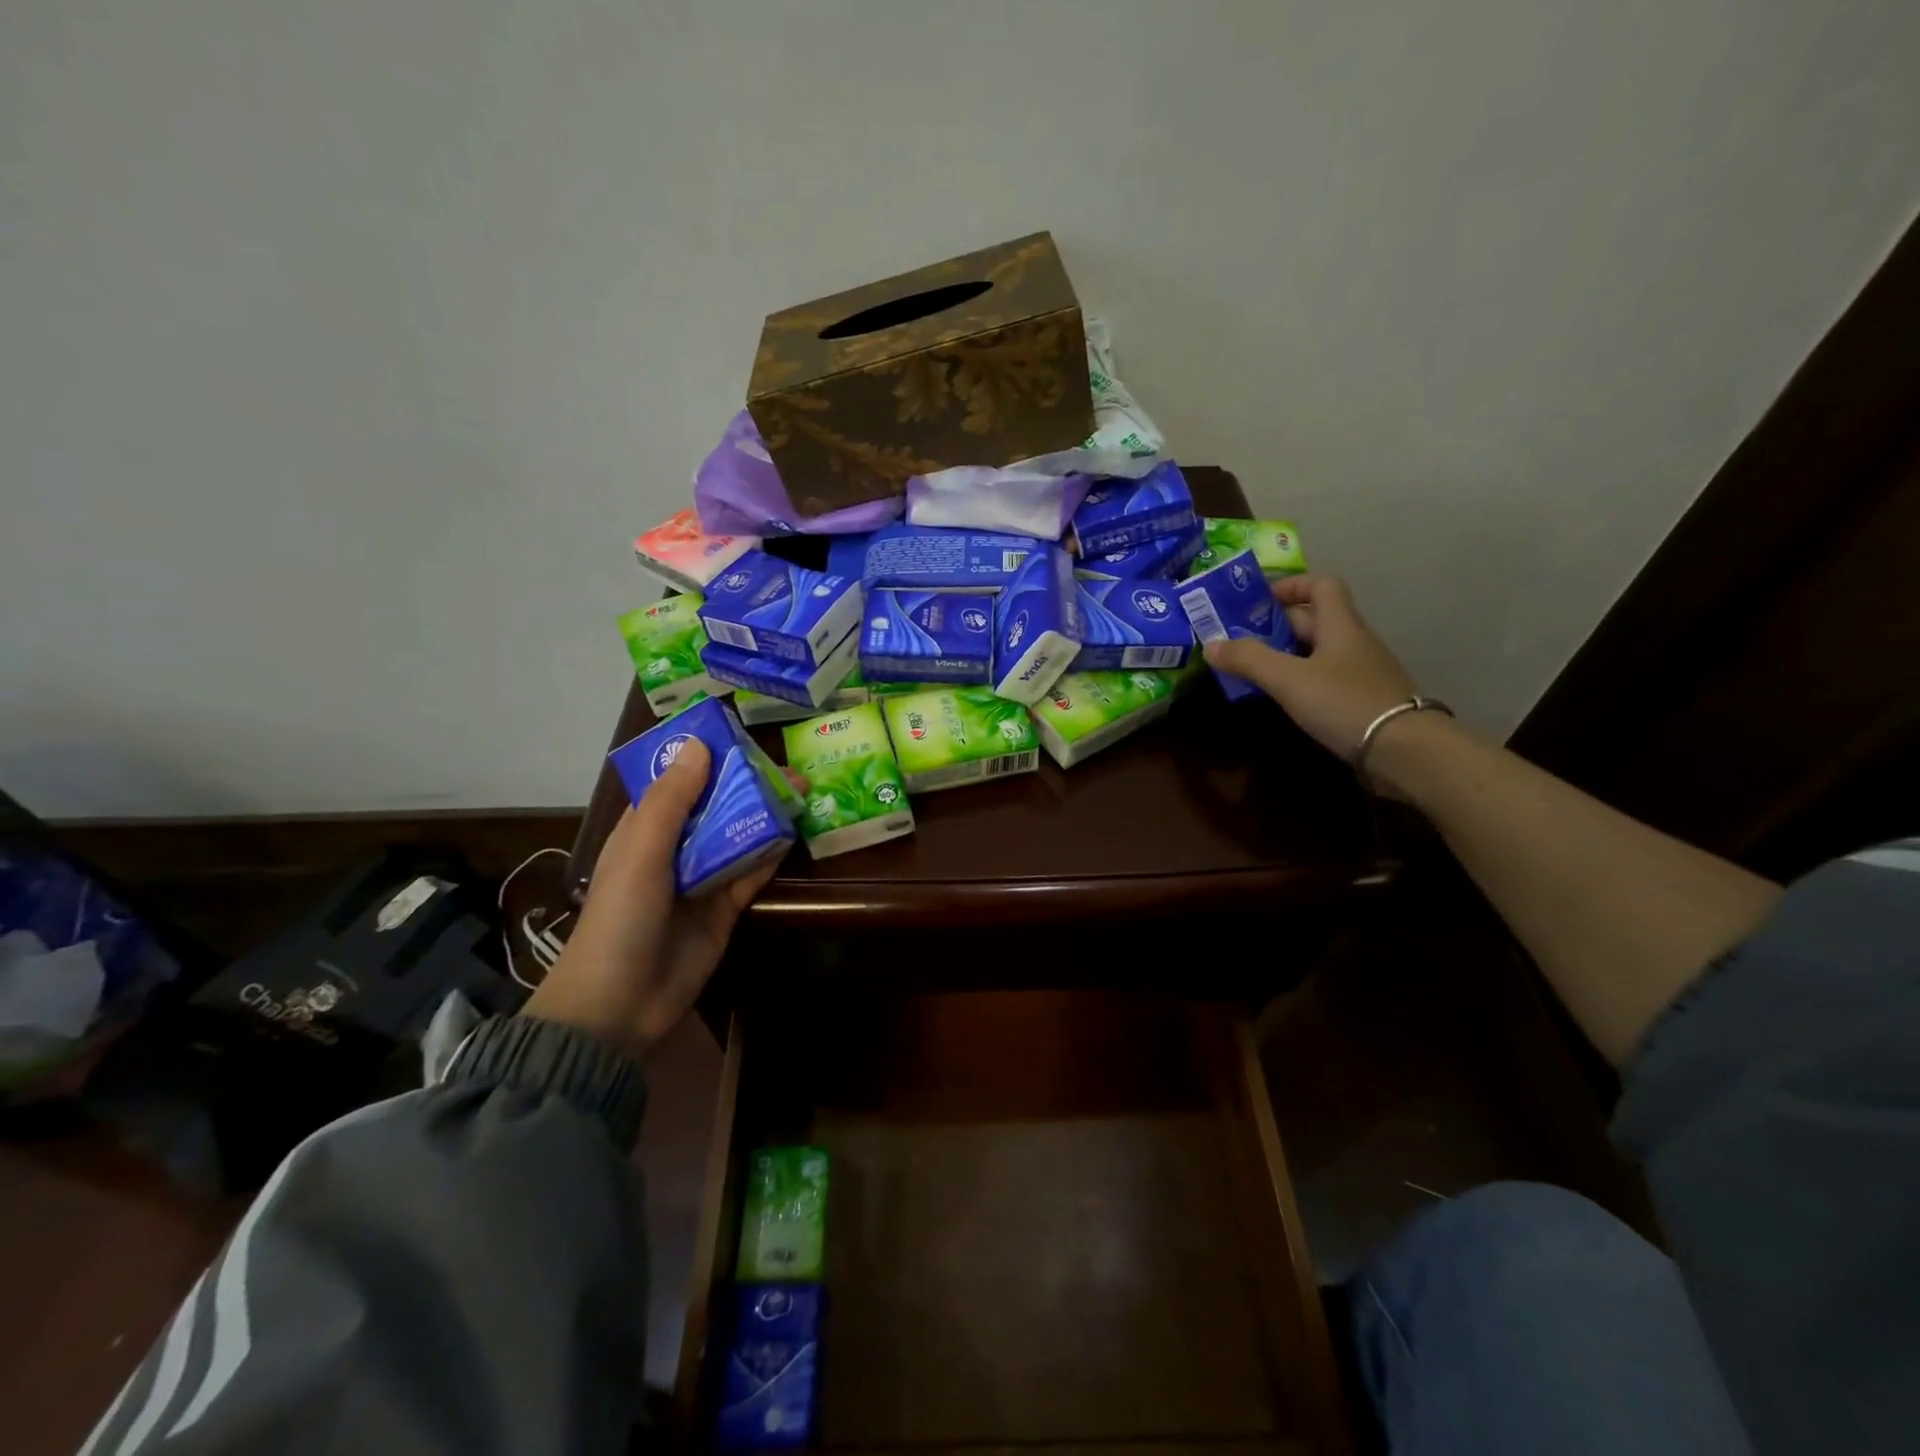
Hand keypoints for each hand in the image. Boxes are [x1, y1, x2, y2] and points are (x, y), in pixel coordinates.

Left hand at [522, 739, 773, 1059]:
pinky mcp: (725, 907)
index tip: (742, 735)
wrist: (620, 1006)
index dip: (705, 758)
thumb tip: (700, 745)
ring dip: (766, 815)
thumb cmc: (621, 919)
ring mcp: (702, 878)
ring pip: (739, 836)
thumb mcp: (642, 853)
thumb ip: (672, 801)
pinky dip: (771, 853)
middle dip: (749, 785)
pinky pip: (752, 872)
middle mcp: (675, 848)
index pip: (678, 781)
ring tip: (804, 791)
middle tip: (791, 768)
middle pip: (716, 806)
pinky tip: (794, 832)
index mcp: (645, 829)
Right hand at [1202, 575, 1421, 761]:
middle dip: (1274, 625)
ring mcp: (1359, 672)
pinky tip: (1280, 698)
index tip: (1257, 602)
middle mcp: (1352, 642)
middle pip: (1313, 620)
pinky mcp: (1360, 700)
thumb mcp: (1289, 679)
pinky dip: (1298, 680)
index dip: (1290, 586)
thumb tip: (1210, 644)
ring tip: (1249, 669)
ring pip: (1316, 651)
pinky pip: (1323, 678)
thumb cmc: (1345, 702)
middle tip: (1236, 639)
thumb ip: (1249, 659)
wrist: (1404, 751)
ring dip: (1283, 655)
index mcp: (1340, 625)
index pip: (1321, 585)